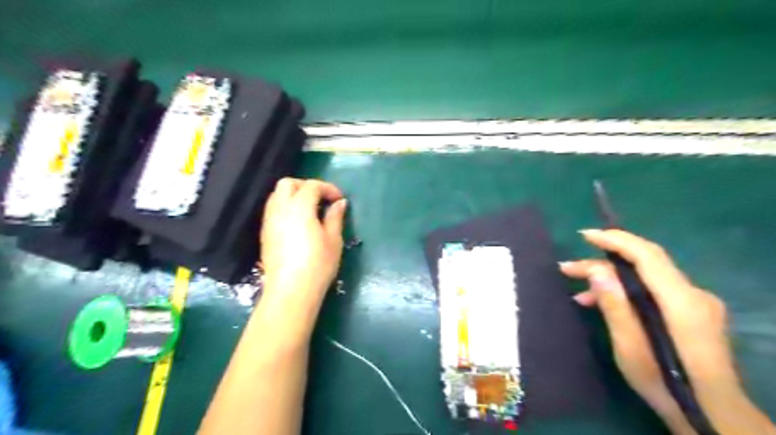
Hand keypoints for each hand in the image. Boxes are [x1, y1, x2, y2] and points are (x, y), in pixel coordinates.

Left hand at [258, 176, 346, 304]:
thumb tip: (339, 203)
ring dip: (294, 196)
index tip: (339, 199)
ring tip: (311, 210)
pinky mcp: (265, 234)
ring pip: (277, 196)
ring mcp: (269, 222)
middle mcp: (280, 209)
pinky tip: (299, 223)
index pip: (311, 186)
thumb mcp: (334, 240)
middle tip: (322, 199)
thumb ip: (335, 217)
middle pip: (287, 184)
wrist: (290, 291)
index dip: (328, 188)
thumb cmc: (318, 265)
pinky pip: (273, 210)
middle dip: (306, 186)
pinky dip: (286, 208)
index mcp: (299, 207)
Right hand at [564, 229, 751, 432]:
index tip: (585, 235)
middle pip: (643, 264)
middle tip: (567, 269)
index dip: (616, 240)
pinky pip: (652, 290)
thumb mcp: (631, 347)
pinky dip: (625, 291)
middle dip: (602, 263)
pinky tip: (603, 303)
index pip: (647, 256)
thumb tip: (596, 272)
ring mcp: (694, 303)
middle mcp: (693, 294)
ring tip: (579, 293)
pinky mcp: (690, 312)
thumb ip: (616, 306)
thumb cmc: (666, 384)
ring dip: (610, 280)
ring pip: (645, 277)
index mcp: (681, 302)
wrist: (712, 415)